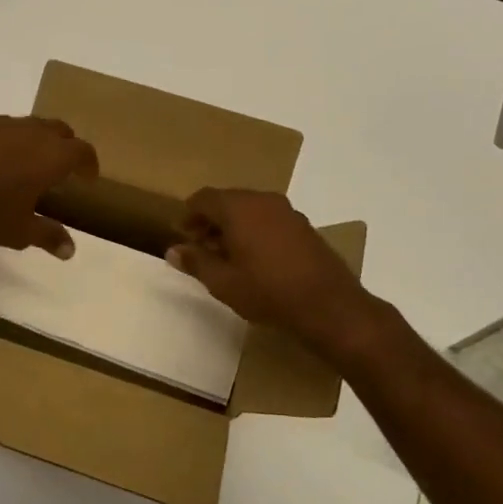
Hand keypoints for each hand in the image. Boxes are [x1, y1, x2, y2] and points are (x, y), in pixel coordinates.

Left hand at [0, 116, 98, 256]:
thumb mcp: (19, 231)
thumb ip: (48, 235)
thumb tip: (70, 250)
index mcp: (50, 156)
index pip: (82, 151)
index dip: (88, 163)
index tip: (88, 177)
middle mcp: (29, 132)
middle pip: (58, 130)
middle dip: (64, 146)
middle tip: (61, 167)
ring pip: (25, 125)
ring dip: (32, 141)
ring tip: (23, 164)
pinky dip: (0, 143)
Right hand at [166, 188, 387, 362]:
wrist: (329, 306)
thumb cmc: (268, 292)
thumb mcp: (223, 282)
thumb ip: (196, 261)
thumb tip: (173, 250)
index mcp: (239, 207)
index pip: (203, 198)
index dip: (188, 215)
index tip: (181, 234)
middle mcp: (263, 201)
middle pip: (227, 200)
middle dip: (209, 220)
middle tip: (199, 246)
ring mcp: (287, 212)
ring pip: (249, 210)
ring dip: (232, 226)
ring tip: (224, 255)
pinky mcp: (303, 226)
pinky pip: (268, 219)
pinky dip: (253, 230)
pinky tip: (253, 258)